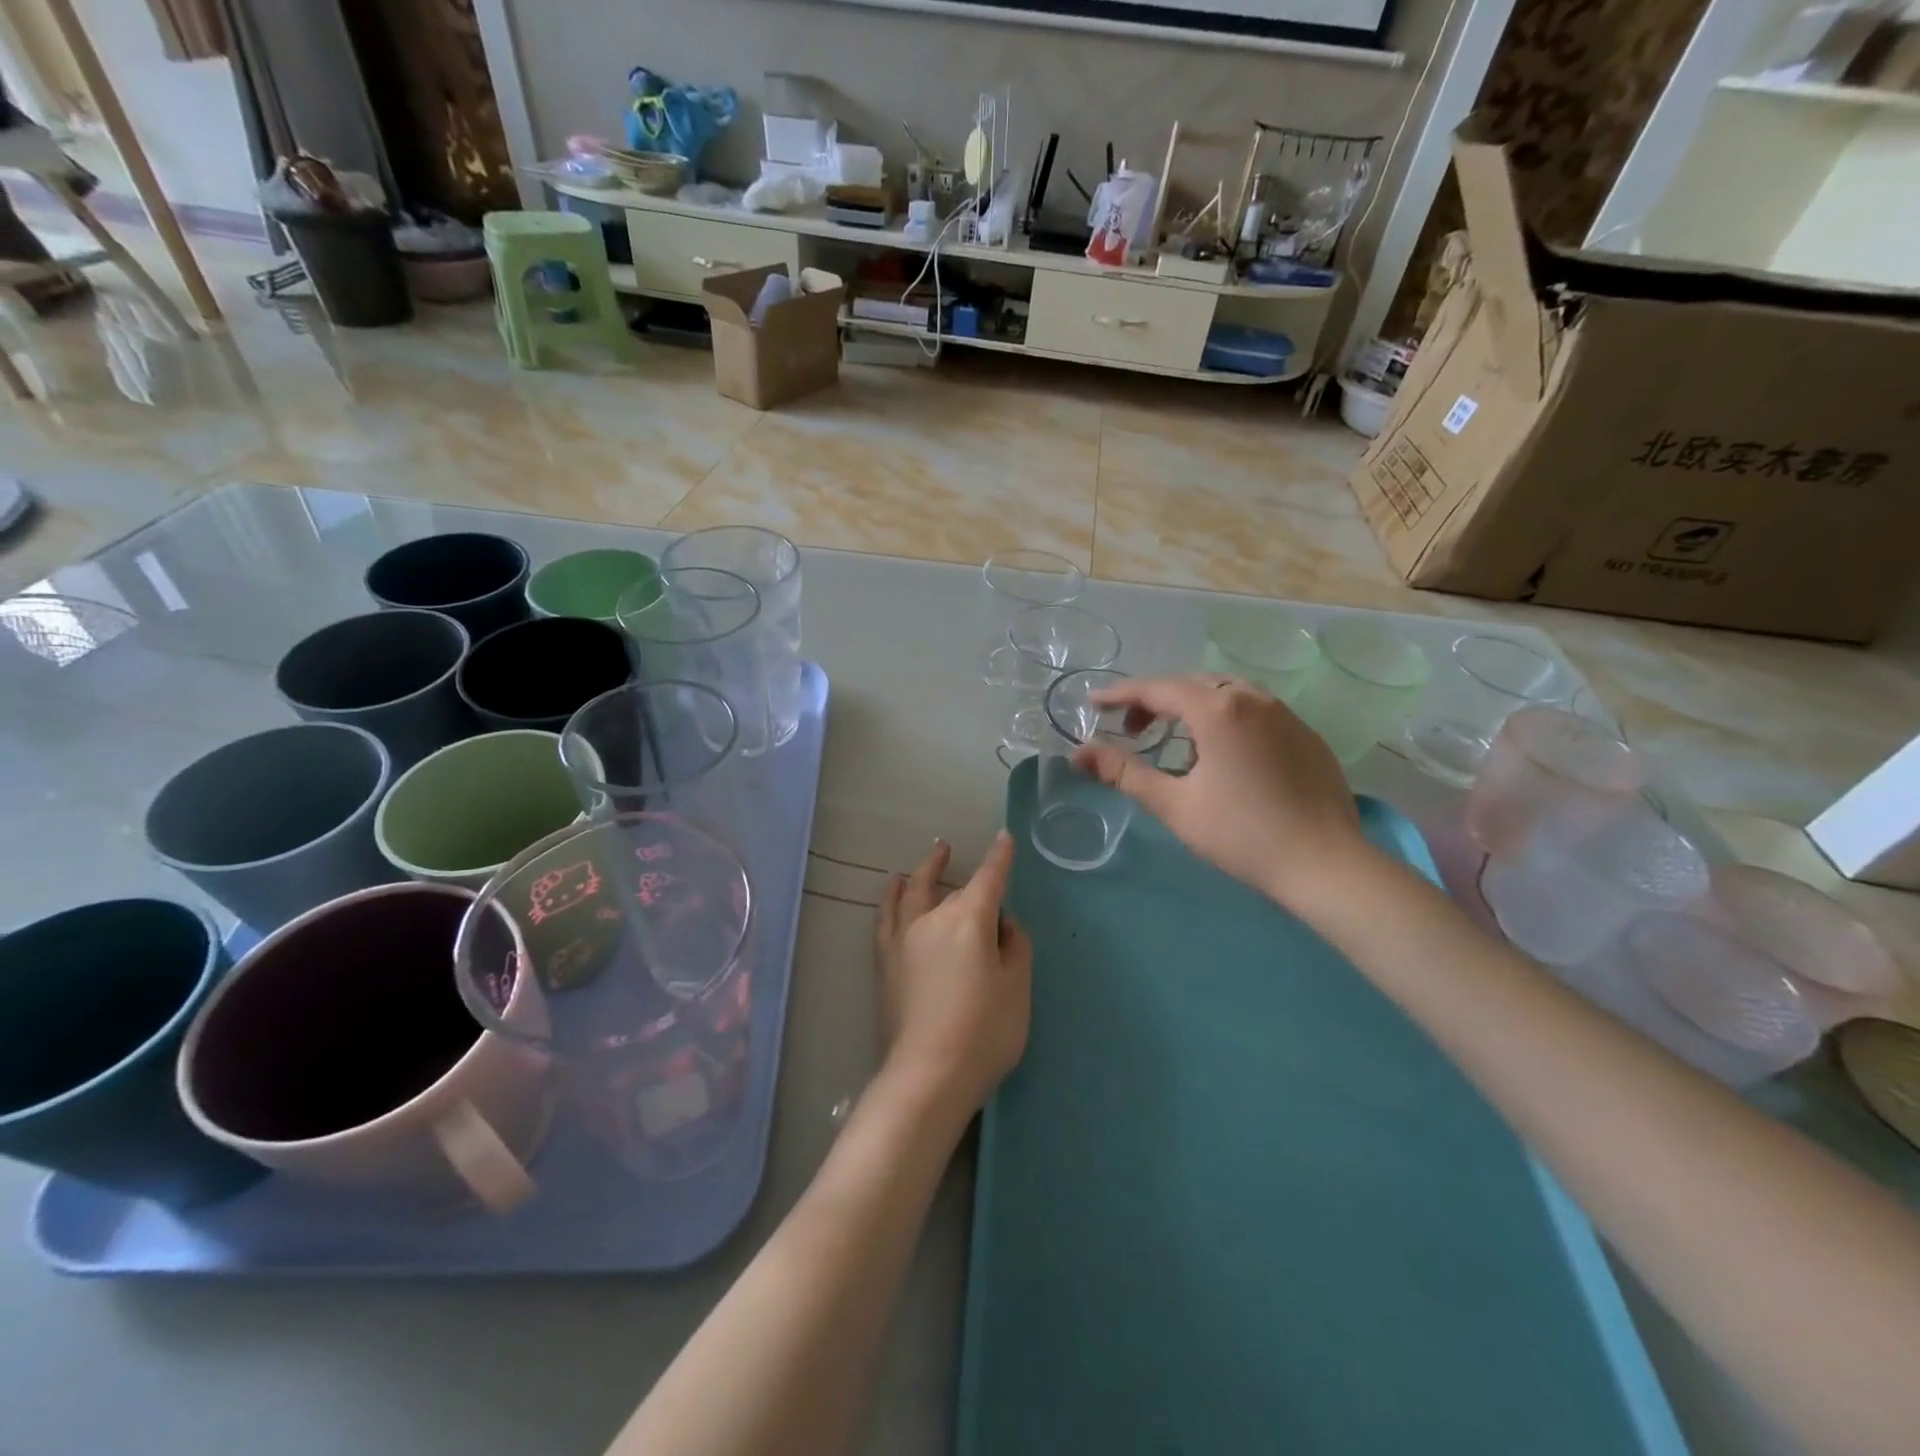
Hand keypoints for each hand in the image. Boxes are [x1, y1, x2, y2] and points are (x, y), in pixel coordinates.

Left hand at [874, 833, 1032, 1115]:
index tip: (1004, 838)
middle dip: (962, 875)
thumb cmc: (984, 1032)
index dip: (999, 858)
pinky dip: (891, 896)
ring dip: (923, 871)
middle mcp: (933, 919)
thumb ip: (1014, 947)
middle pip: (953, 890)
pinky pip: (886, 915)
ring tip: (929, 857)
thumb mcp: (1017, 988)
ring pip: (912, 892)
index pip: (989, 879)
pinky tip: (894, 890)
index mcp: (970, 920)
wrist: (928, 1075)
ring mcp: (904, 938)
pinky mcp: (885, 961)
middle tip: (959, 859)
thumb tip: (1002, 923)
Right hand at [1073, 672, 1373, 909]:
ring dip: (1191, 706)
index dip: (1120, 694)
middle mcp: (1253, 697)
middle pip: (1192, 684)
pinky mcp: (1305, 734)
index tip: (1092, 703)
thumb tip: (1078, 754)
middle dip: (1155, 700)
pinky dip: (1224, 718)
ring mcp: (1285, 713)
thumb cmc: (1241, 834)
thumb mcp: (1174, 805)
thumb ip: (1123, 773)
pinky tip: (1221, 754)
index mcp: (1218, 709)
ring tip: (1174, 741)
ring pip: (1226, 692)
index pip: (1157, 689)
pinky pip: (1254, 710)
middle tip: (1131, 729)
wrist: (1326, 864)